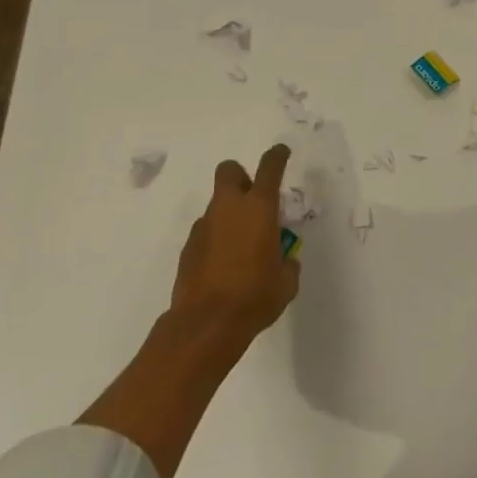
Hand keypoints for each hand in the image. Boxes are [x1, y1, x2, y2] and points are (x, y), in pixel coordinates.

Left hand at [168, 144, 300, 348]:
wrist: (205, 324)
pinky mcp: (188, 247)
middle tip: (254, 200)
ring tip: (241, 245)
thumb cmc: (254, 297)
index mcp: (259, 208)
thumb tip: (285, 261)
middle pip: (229, 171)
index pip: (269, 168)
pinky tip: (223, 265)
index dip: (277, 156)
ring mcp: (204, 226)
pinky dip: (216, 238)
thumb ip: (288, 264)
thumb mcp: (285, 282)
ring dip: (229, 213)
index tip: (281, 152)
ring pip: (217, 204)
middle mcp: (229, 208)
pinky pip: (206, 231)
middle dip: (241, 177)